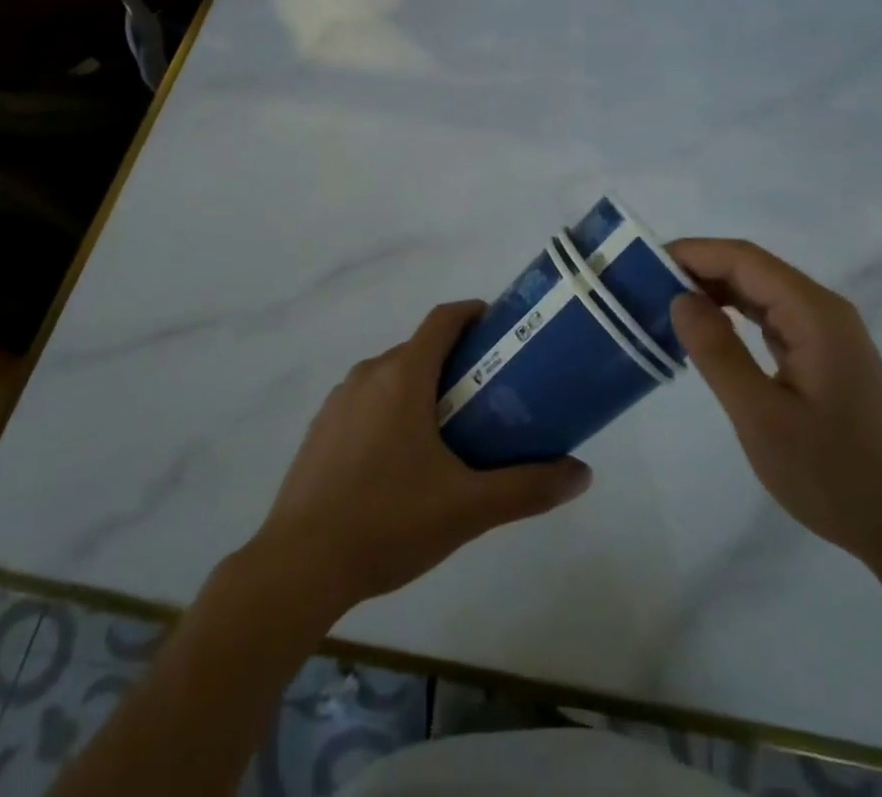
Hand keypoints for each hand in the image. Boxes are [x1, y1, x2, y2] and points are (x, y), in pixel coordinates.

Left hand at [251, 301, 592, 614]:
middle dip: (455, 361)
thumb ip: (527, 488)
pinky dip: (391, 410)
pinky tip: (401, 461)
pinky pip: (366, 402)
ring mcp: (339, 401)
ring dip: (422, 387)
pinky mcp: (320, 430)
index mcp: (403, 376)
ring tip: (450, 430)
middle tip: (488, 393)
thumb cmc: (388, 522)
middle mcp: (369, 375)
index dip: (472, 314)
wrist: (298, 566)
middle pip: (420, 349)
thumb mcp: (467, 508)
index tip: (500, 328)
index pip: (442, 320)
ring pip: (391, 376)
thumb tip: (583, 475)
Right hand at [668, 239, 881, 569]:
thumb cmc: (831, 475)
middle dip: (698, 269)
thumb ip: (717, 352)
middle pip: (752, 268)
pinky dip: (734, 314)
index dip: (693, 252)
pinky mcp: (824, 353)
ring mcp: (827, 332)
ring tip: (665, 303)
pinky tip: (706, 329)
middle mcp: (823, 310)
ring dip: (714, 290)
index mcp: (814, 314)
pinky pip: (771, 316)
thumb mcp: (761, 417)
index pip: (744, 259)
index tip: (644, 263)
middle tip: (645, 286)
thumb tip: (679, 298)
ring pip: (761, 290)